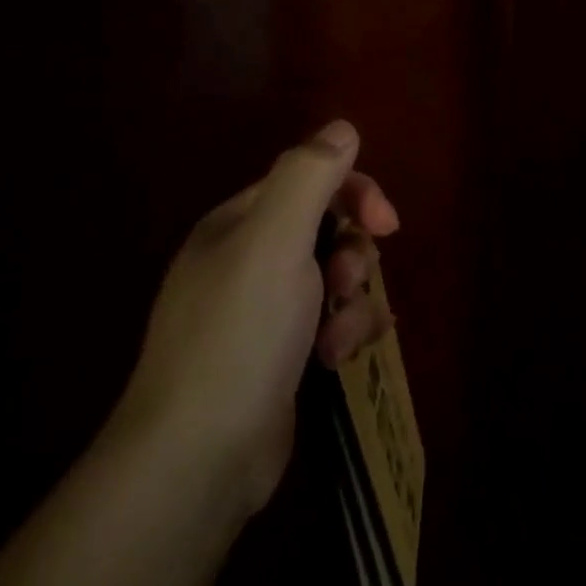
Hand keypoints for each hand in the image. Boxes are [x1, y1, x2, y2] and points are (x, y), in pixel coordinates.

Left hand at [116, 120, 399, 511]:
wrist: (199, 457)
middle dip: (353, 256)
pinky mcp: (281, 357)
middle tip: (347, 284)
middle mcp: (247, 261)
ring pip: (336, 281)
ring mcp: (263, 313)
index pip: (310, 182)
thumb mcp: (274, 241)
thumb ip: (308, 176)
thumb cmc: (239, 334)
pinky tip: (338, 362)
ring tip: (338, 340)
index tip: (387, 224)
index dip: (356, 193)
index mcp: (238, 225)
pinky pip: (332, 323)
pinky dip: (343, 336)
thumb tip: (342, 128)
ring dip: (352, 303)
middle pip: (328, 231)